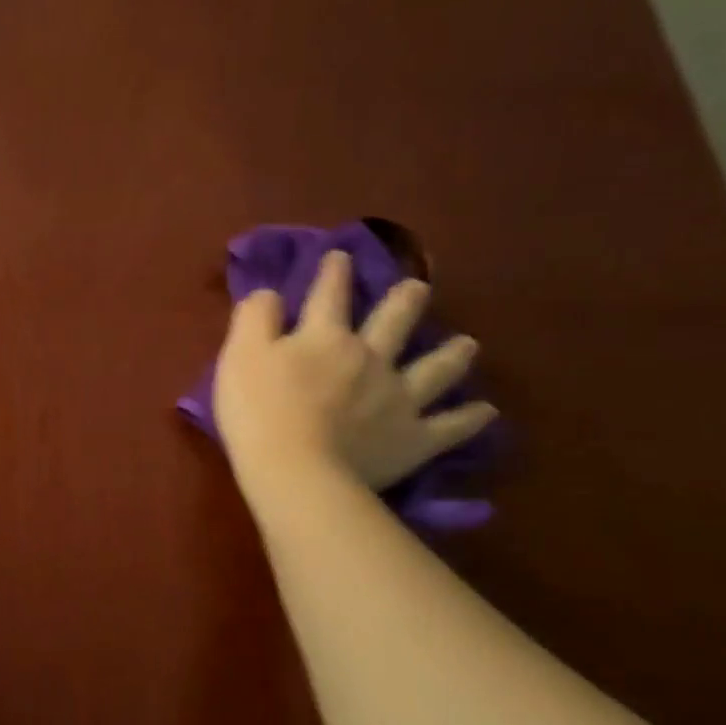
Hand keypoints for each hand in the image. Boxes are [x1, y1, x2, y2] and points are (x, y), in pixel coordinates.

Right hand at [214, 250, 495, 495]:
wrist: (295, 469)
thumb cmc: (258, 409)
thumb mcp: (240, 354)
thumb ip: (255, 317)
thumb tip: (271, 293)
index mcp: (326, 337)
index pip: (330, 295)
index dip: (333, 272)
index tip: (340, 255)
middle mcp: (371, 358)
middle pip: (393, 322)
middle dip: (405, 301)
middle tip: (418, 287)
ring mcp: (399, 398)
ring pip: (434, 369)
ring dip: (451, 354)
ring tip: (467, 344)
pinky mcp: (413, 438)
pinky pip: (449, 426)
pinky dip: (469, 418)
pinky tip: (485, 412)